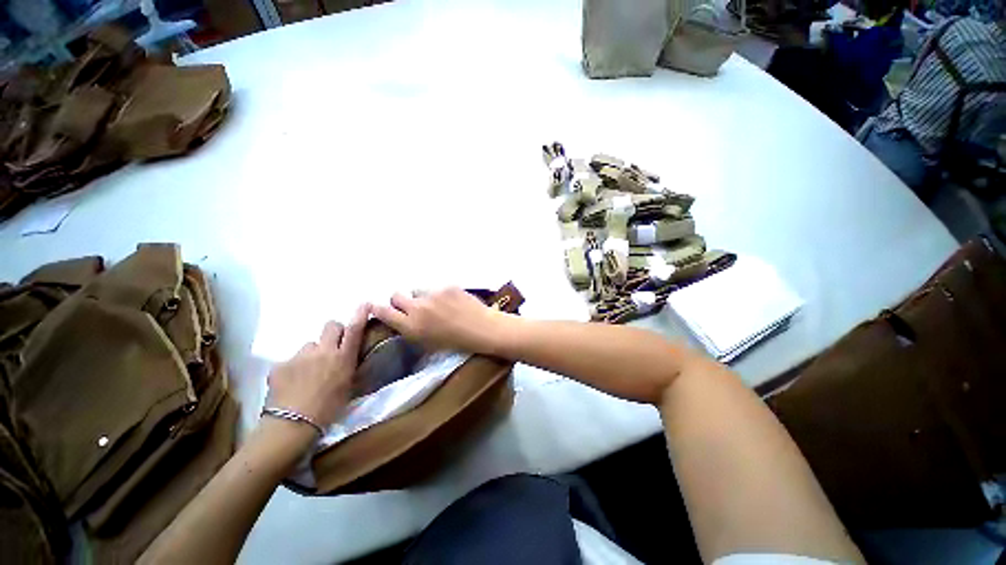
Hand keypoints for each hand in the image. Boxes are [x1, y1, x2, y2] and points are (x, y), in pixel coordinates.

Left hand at [265, 304, 369, 428]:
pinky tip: (291, 384)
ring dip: (312, 354)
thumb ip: (351, 368)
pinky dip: (293, 368)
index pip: (354, 329)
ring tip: (307, 373)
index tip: (364, 304)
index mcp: (343, 358)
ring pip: (309, 345)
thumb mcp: (348, 388)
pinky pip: (291, 360)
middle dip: (334, 332)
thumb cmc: (328, 409)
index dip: (360, 315)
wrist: (292, 425)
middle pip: (330, 326)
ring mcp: (300, 356)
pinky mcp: (280, 365)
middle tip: (332, 347)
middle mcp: (323, 351)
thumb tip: (354, 359)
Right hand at [371, 287, 509, 353]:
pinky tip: (451, 301)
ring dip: (421, 296)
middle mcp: (418, 308)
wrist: (482, 329)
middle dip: (399, 300)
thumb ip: (412, 330)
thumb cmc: (457, 343)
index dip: (377, 308)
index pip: (383, 312)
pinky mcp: (446, 286)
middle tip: (411, 305)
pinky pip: (435, 287)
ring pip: (417, 289)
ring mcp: (432, 294)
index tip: (375, 306)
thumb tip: (402, 319)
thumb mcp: (428, 343)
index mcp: (411, 326)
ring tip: (436, 304)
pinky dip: (439, 293)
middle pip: (396, 295)